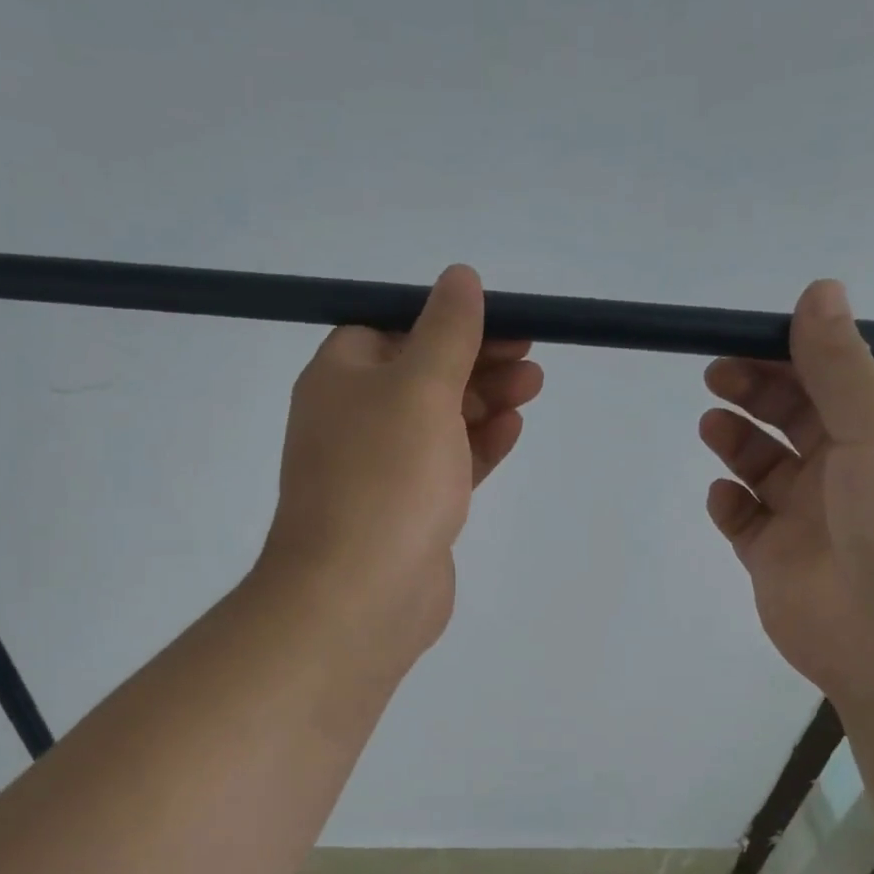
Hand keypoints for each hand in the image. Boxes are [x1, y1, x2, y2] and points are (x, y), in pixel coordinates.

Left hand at [259, 264, 543, 660]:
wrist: (359, 595)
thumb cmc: (386, 477)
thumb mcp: (420, 387)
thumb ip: (446, 332)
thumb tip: (459, 278)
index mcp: (340, 378)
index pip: (391, 328)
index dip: (445, 321)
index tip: (500, 321)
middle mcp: (353, 420)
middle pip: (420, 374)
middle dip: (476, 361)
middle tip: (530, 358)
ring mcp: (380, 470)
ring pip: (437, 422)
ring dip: (484, 401)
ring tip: (533, 388)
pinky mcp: (407, 512)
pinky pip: (445, 466)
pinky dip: (477, 446)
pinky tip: (512, 431)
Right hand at [699, 279, 873, 709]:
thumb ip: (839, 364)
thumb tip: (819, 291)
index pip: (845, 379)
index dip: (801, 355)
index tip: (754, 338)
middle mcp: (857, 472)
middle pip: (799, 418)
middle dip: (759, 392)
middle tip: (718, 375)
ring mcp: (814, 519)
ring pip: (767, 467)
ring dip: (739, 442)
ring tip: (711, 425)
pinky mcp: (777, 561)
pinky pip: (746, 521)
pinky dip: (731, 504)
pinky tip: (724, 496)